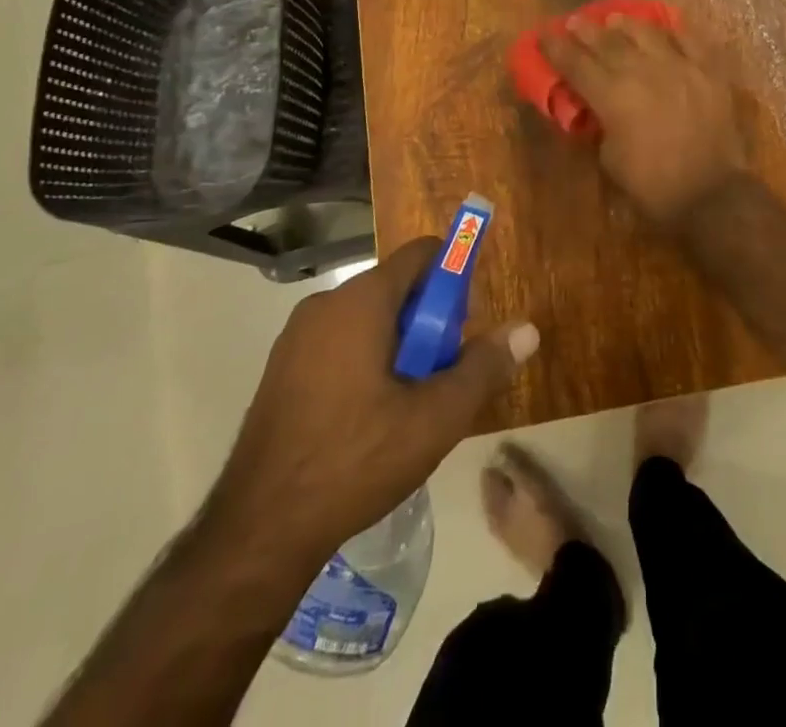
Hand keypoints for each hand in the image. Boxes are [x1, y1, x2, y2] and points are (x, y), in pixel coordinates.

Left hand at [210, 239, 538, 568]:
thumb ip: (484, 367)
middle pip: (398, 288)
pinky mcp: (282, 369)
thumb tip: (528, 330)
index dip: (455, 276)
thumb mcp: (436, 417)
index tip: (464, 325)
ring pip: (370, 318)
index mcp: (361, 301)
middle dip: (430, 322)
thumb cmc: (355, 461)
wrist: (257, 532)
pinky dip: (368, 361)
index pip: (422, 254)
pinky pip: (341, 342)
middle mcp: (325, 304)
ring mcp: (297, 337)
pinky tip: (371, 419)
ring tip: (409, 405)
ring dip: (401, 346)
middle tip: (440, 376)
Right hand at [541, 15, 745, 222]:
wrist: (710, 193)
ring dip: (627, 25)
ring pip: (647, 33)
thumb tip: (598, 109)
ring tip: (615, 19)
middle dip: (586, 30)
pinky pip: (691, 41)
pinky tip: (667, 29)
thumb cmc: (652, 185)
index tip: (544, 34)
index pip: (575, 64)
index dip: (556, 48)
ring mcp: (680, 66)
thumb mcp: (610, 159)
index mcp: (612, 95)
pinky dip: (676, 32)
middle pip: (608, 42)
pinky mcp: (709, 72)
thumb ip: (600, 126)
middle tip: (574, 21)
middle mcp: (643, 71)